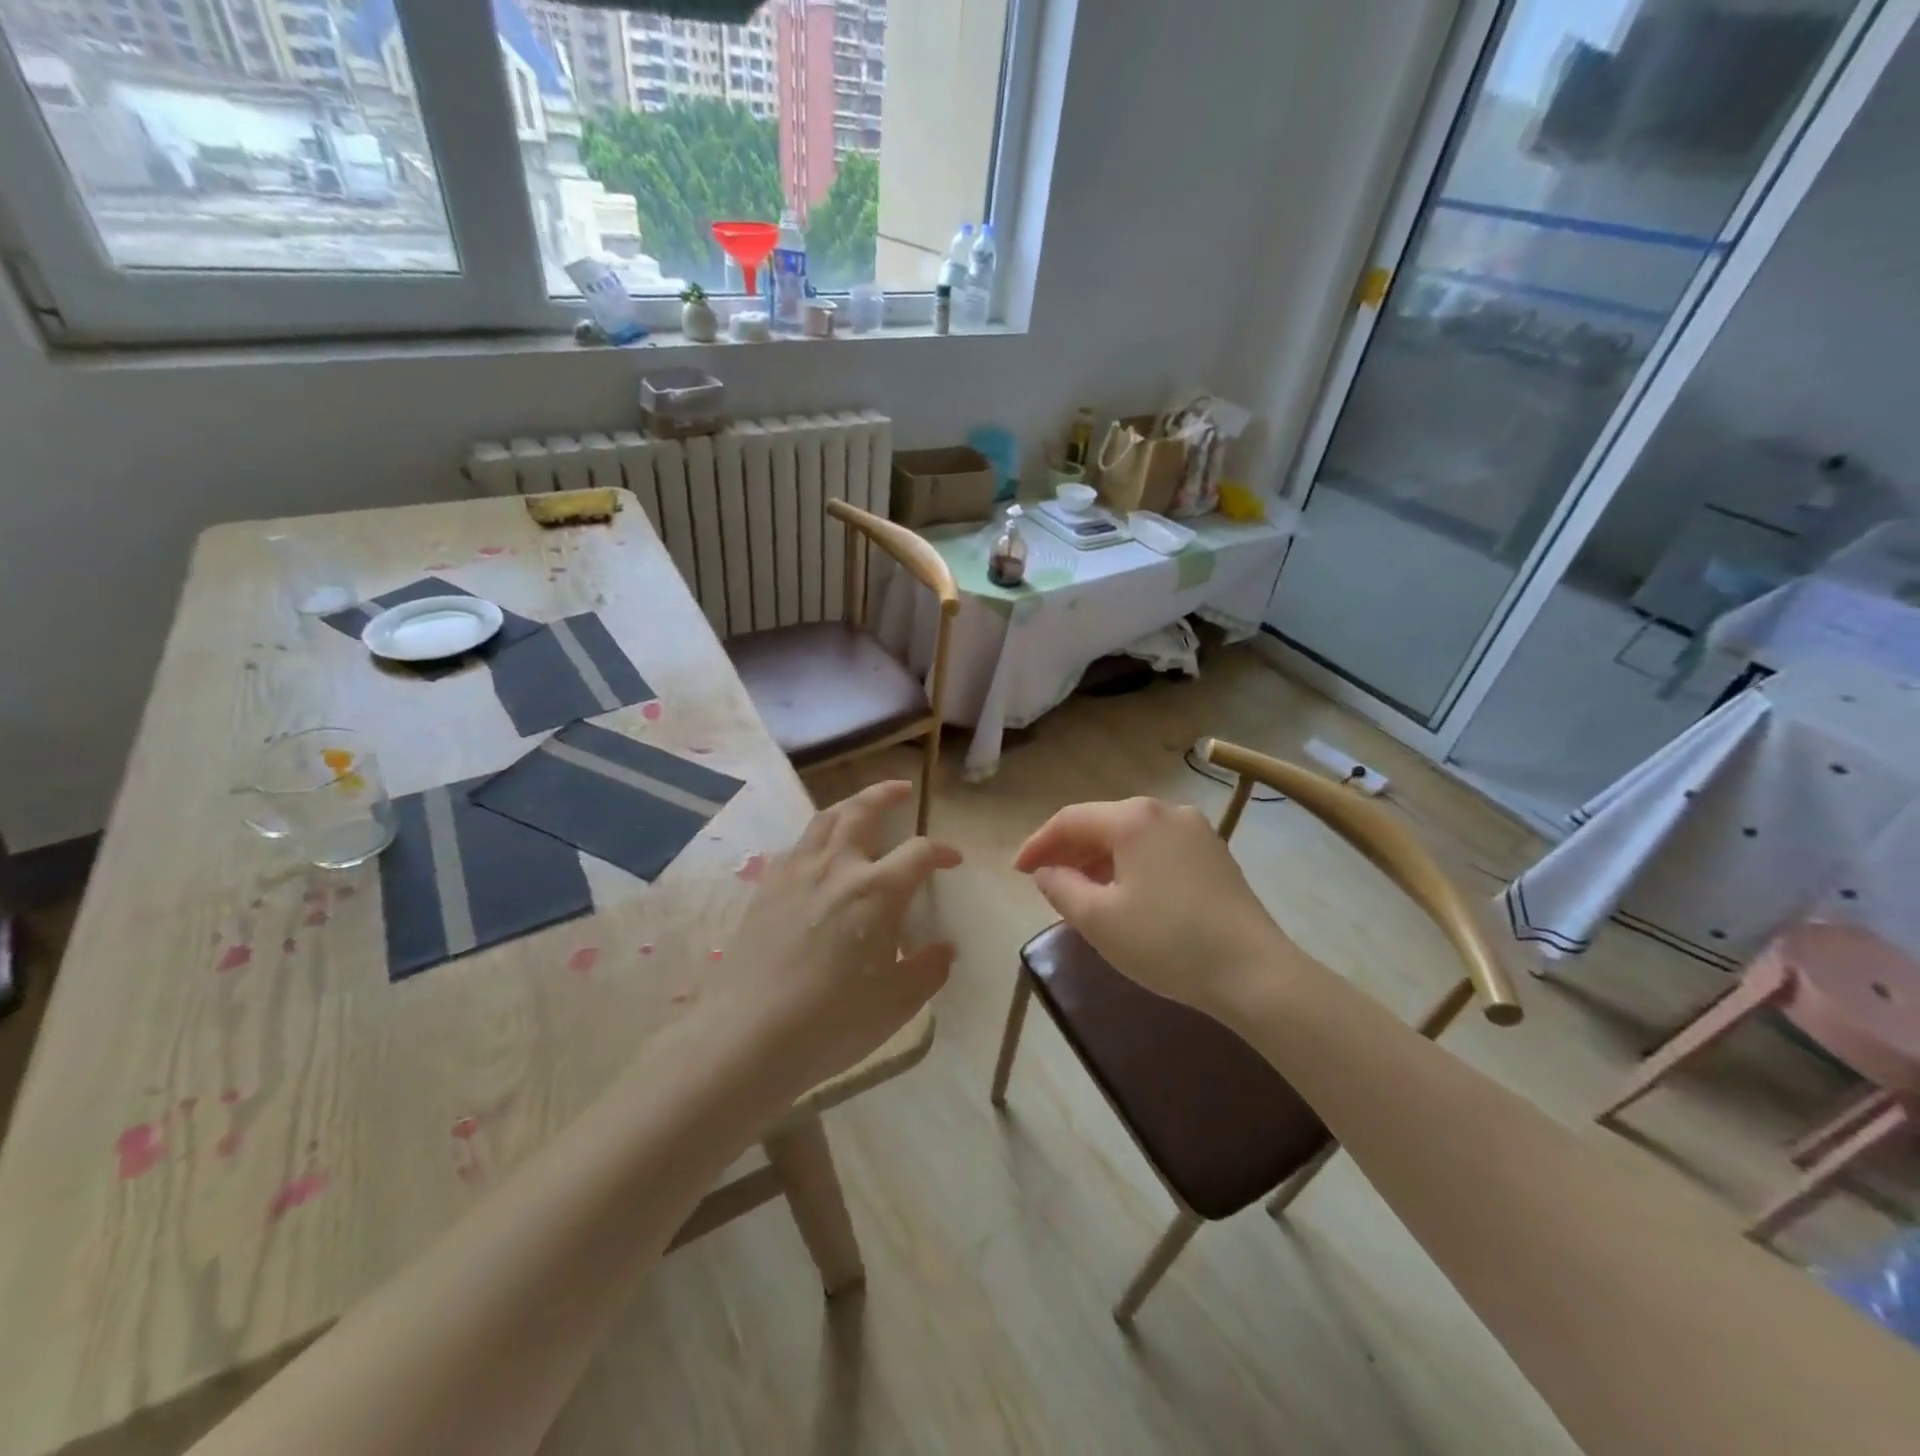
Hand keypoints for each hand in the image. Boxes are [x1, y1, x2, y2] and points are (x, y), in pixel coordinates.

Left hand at [721, 780, 960, 1098]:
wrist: (750, 1035)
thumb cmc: (834, 1021)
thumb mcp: (897, 1002)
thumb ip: (927, 970)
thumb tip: (944, 950)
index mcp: (877, 890)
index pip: (919, 853)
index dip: (941, 851)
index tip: (952, 860)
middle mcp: (838, 867)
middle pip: (863, 811)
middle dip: (886, 794)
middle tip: (901, 789)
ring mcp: (796, 873)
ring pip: (824, 820)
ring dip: (849, 805)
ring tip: (860, 808)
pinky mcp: (766, 889)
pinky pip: (797, 846)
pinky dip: (817, 836)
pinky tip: (819, 854)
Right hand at [1014, 797, 1290, 1015]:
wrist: (1255, 973)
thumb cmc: (1167, 942)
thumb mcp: (1099, 920)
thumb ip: (1061, 888)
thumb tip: (1046, 872)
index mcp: (1134, 819)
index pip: (1070, 820)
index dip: (1038, 843)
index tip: (1017, 872)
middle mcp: (1166, 811)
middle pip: (1103, 823)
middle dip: (1069, 850)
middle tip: (1044, 880)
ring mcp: (1196, 831)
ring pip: (1132, 837)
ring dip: (1099, 859)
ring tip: (1080, 891)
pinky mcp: (1215, 855)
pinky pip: (1158, 849)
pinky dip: (1131, 865)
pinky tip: (1124, 894)